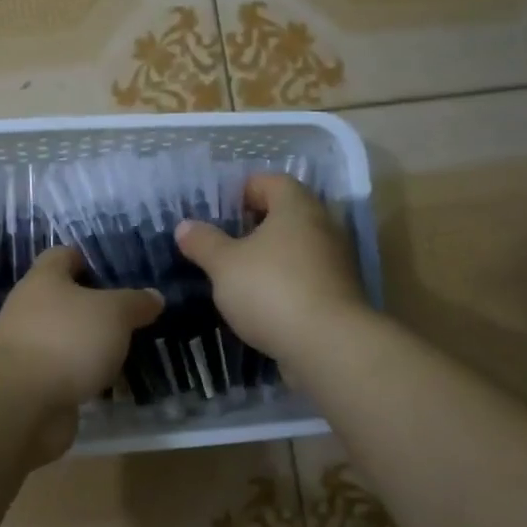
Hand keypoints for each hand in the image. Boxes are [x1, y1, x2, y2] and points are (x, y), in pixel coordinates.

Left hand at [0, 246, 162, 462]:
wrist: (20, 405)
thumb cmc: (66, 340)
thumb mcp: (114, 313)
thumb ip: (135, 303)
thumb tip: (154, 296)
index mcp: (43, 280)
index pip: (63, 256)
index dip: (89, 258)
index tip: (119, 270)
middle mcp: (30, 310)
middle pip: (66, 300)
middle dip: (97, 307)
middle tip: (135, 314)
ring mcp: (29, 349)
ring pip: (68, 339)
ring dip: (93, 345)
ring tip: (131, 349)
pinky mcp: (34, 385)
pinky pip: (67, 373)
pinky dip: (86, 376)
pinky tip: (114, 383)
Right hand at [175, 174, 369, 373]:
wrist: (329, 346)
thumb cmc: (272, 290)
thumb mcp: (224, 265)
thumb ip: (204, 243)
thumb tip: (185, 226)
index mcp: (296, 206)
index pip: (271, 181)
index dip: (244, 190)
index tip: (221, 211)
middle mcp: (323, 225)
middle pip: (287, 213)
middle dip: (256, 225)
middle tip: (226, 242)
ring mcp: (336, 260)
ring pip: (298, 246)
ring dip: (272, 256)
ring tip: (240, 274)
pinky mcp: (340, 293)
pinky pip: (307, 275)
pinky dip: (286, 281)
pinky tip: (264, 302)